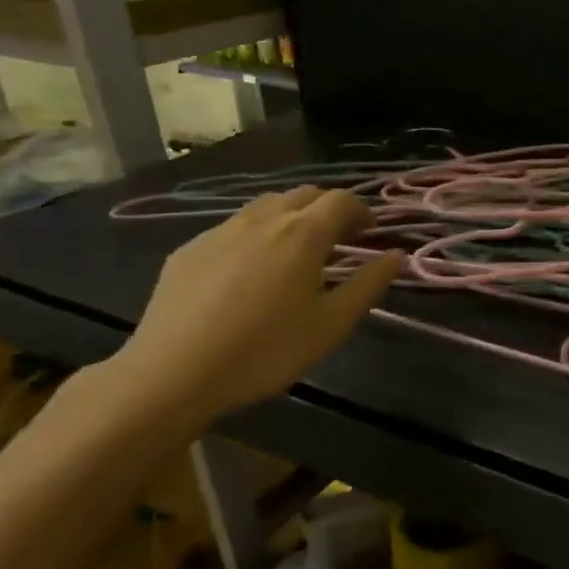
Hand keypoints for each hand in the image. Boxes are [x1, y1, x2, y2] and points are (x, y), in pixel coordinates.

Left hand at [116, 187, 402, 424]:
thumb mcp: (331, 325)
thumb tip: (395, 255)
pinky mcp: (189, 250)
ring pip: (265, 206)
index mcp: (303, 234)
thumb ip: (368, 285)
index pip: (340, 200)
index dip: (360, 210)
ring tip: (296, 251)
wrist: (173, 373)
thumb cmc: (266, 350)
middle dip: (328, 209)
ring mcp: (221, 231)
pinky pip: (233, 227)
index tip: (369, 232)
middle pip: (303, 195)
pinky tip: (249, 270)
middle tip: (338, 240)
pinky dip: (255, 234)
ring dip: (291, 217)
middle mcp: (263, 220)